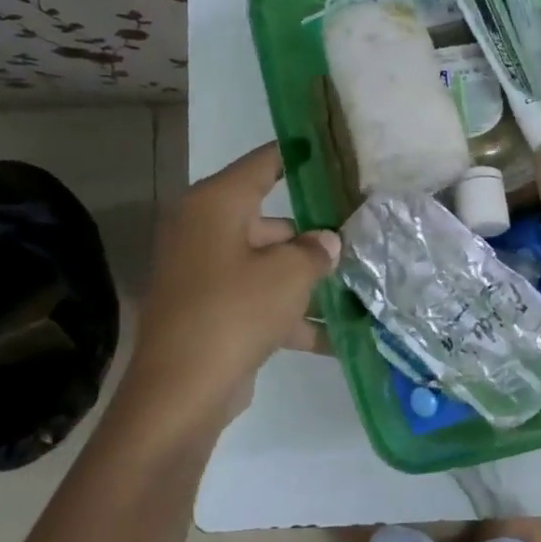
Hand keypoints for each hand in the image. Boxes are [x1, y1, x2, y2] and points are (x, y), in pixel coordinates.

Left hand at [115, 143, 338, 445]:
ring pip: (266, 264)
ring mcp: (205, 274)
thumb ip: (315, 251)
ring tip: (358, 285)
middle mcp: (204, 231)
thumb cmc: (234, 312)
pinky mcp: (211, 311)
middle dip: (313, 235)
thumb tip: (327, 241)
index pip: (262, 165)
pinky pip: (258, 300)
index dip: (296, 155)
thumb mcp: (288, 275)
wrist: (182, 391)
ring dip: (307, 280)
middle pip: (269, 221)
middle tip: (359, 235)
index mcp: (214, 206)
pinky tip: (336, 336)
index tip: (329, 150)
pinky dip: (290, 315)